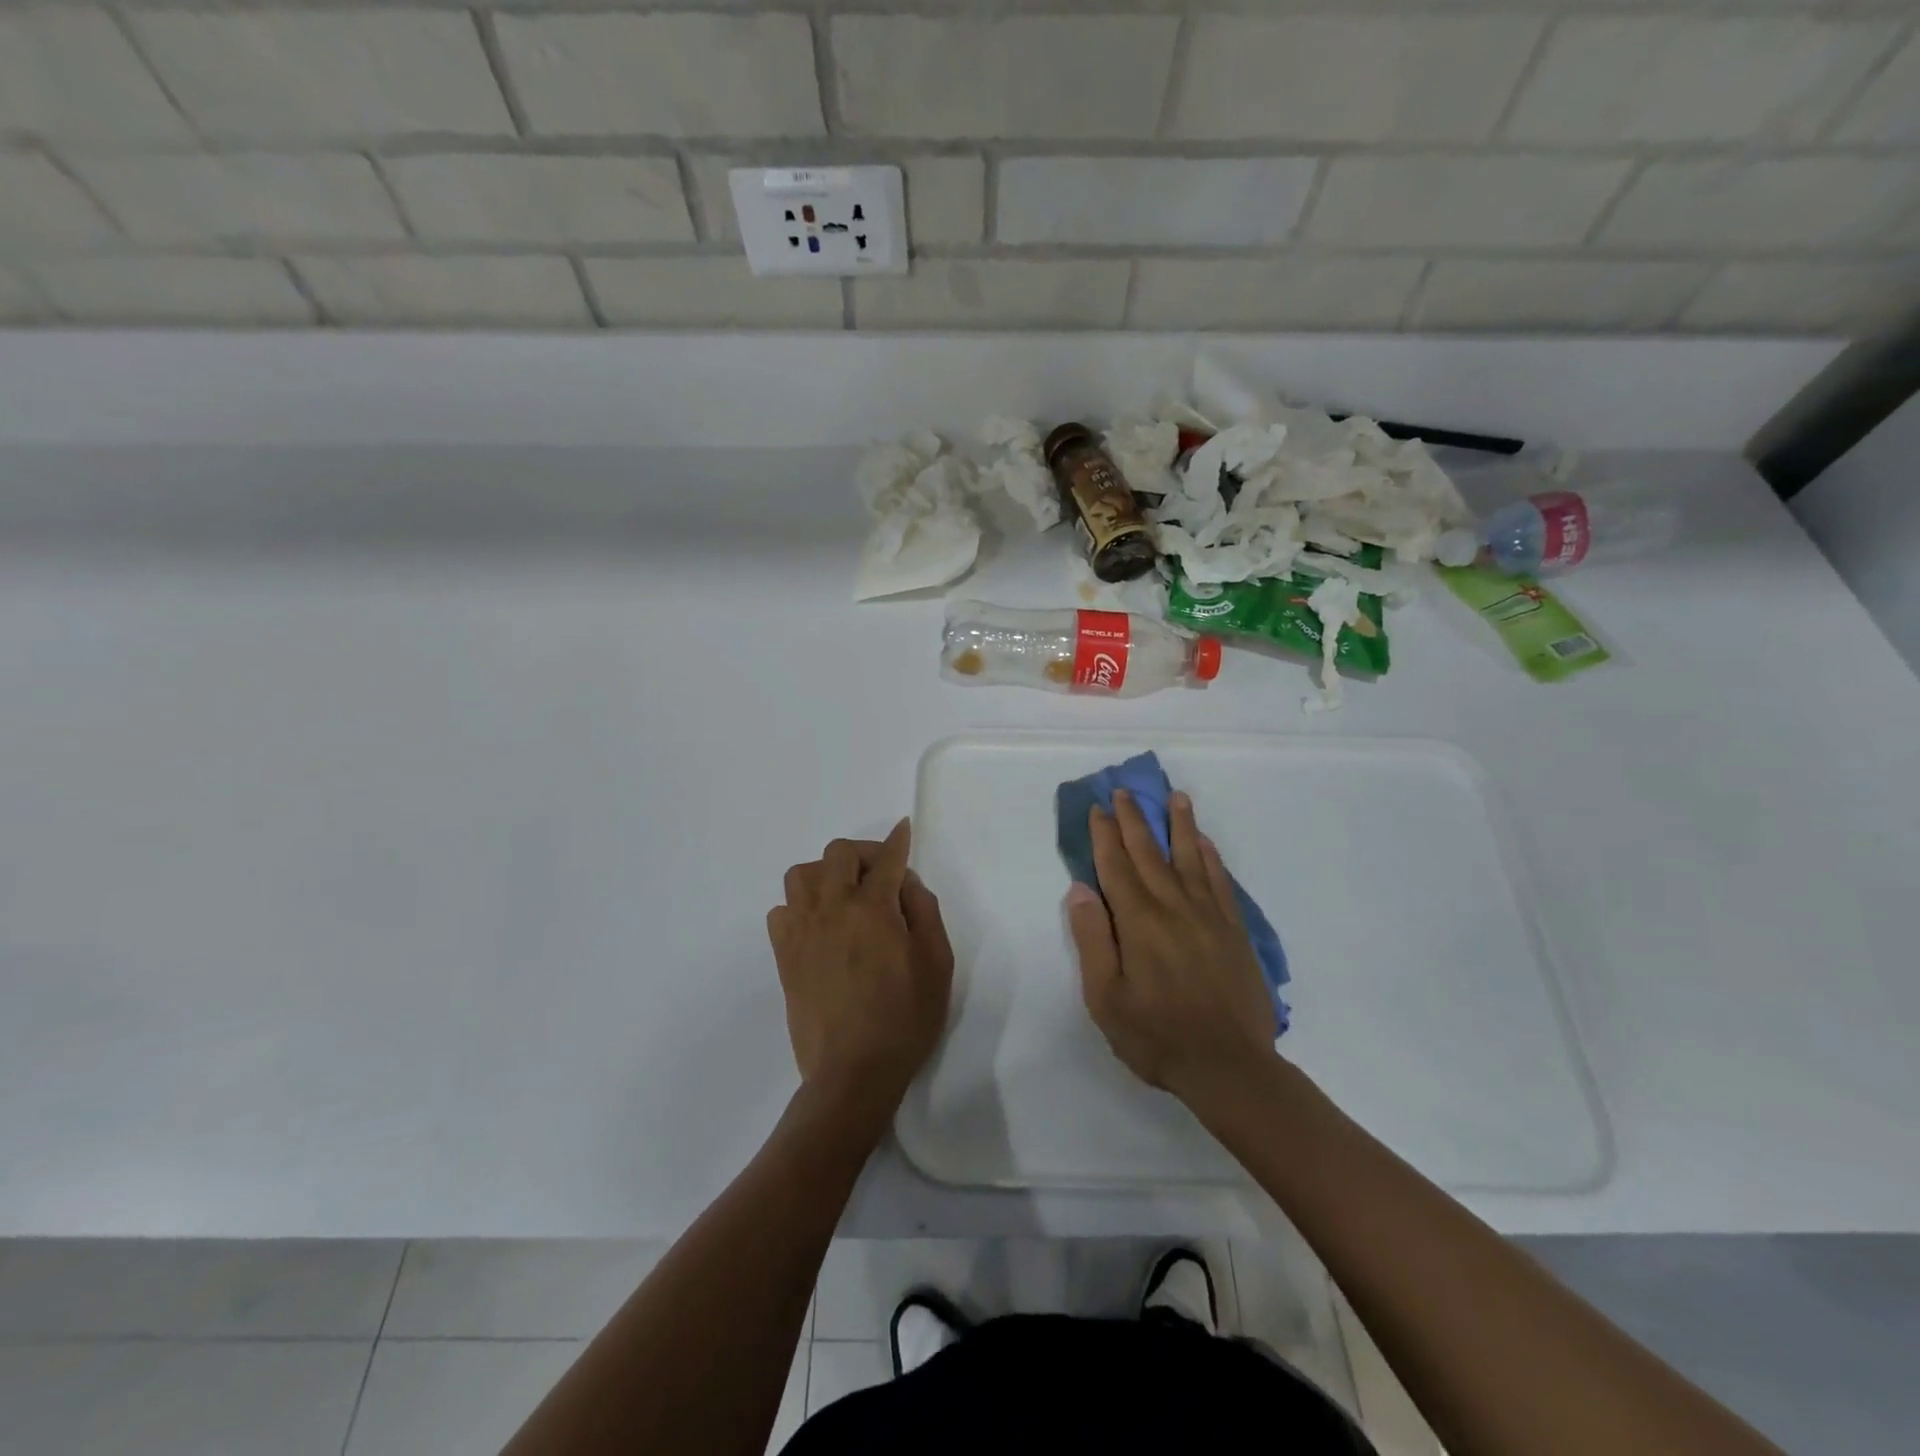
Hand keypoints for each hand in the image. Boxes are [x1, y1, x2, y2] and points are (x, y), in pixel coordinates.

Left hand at [766, 818, 953, 1114]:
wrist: (853, 1072)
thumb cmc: (905, 1018)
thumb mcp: (937, 964)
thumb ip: (925, 912)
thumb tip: (907, 883)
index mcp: (873, 909)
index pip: (886, 859)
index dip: (897, 841)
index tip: (902, 829)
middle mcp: (832, 909)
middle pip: (838, 854)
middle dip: (863, 854)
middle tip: (881, 875)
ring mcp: (802, 931)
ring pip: (802, 874)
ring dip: (826, 874)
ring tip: (845, 895)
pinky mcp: (784, 956)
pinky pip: (782, 910)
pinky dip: (800, 906)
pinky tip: (819, 925)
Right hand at [1065, 789, 1276, 1102]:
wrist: (1230, 1067)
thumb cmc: (1157, 1036)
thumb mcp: (1106, 998)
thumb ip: (1093, 940)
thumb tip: (1081, 889)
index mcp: (1138, 922)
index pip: (1116, 866)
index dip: (1104, 835)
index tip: (1098, 808)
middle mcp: (1173, 907)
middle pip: (1150, 853)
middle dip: (1134, 820)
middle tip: (1125, 792)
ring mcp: (1208, 916)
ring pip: (1191, 858)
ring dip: (1179, 825)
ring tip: (1175, 797)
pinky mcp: (1233, 931)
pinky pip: (1220, 882)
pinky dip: (1211, 858)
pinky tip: (1205, 844)